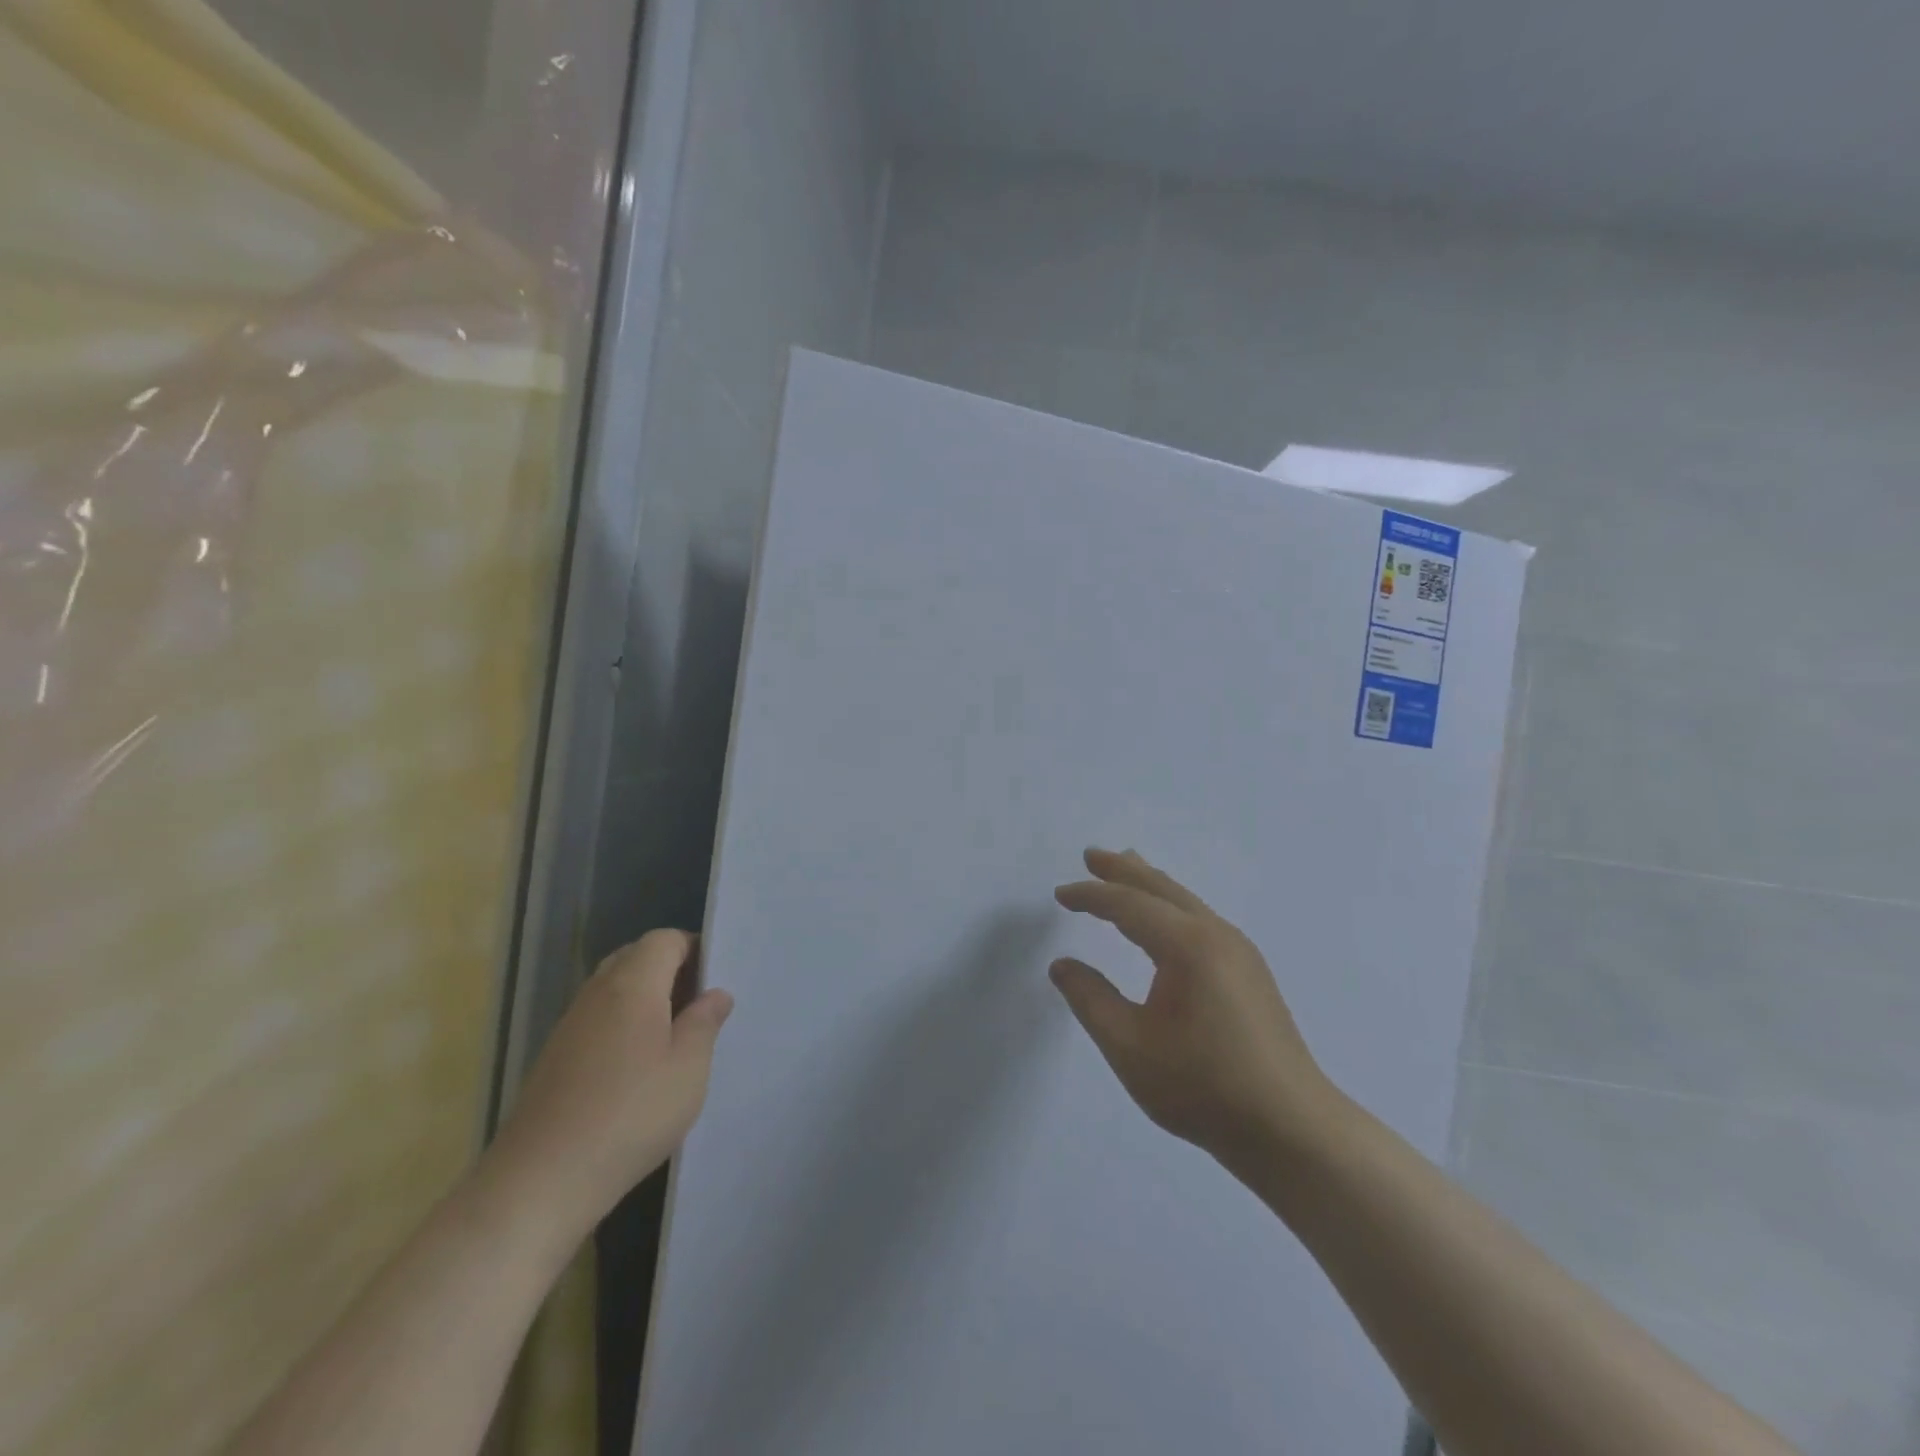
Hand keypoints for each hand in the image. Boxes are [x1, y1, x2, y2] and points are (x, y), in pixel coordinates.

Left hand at [485, 930, 732, 1246]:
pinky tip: (637, 1066)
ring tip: (673, 1036)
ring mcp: (570, 1024)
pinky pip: (597, 1017)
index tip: (716, 978)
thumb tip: (715, 993)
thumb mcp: (688, 1069)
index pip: (664, 939)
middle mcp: (597, 993)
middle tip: (699, 1004)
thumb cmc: (630, 1115)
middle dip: (670, 969)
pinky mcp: (555, 1056)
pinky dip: (622, 1023)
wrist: (540, 1181)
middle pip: (636, 957)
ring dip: (645, 997)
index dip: (694, 948)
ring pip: (614, 987)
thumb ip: (705, 1023)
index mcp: (632, 985)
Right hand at [1051, 849, 1337, 1162]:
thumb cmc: (1203, 1087)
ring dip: (1150, 885)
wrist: (1291, 1128)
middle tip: (1091, 855)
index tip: (1060, 894)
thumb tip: (1063, 965)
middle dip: (1123, 870)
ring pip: (1185, 902)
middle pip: (1162, 889)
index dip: (1090, 896)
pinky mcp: (1250, 971)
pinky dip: (1171, 906)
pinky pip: (1200, 919)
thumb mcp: (1131, 1047)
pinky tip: (1165, 919)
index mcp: (1187, 945)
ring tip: (1125, 868)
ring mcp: (1240, 951)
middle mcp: (1216, 935)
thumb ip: (1091, 1000)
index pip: (1128, 905)